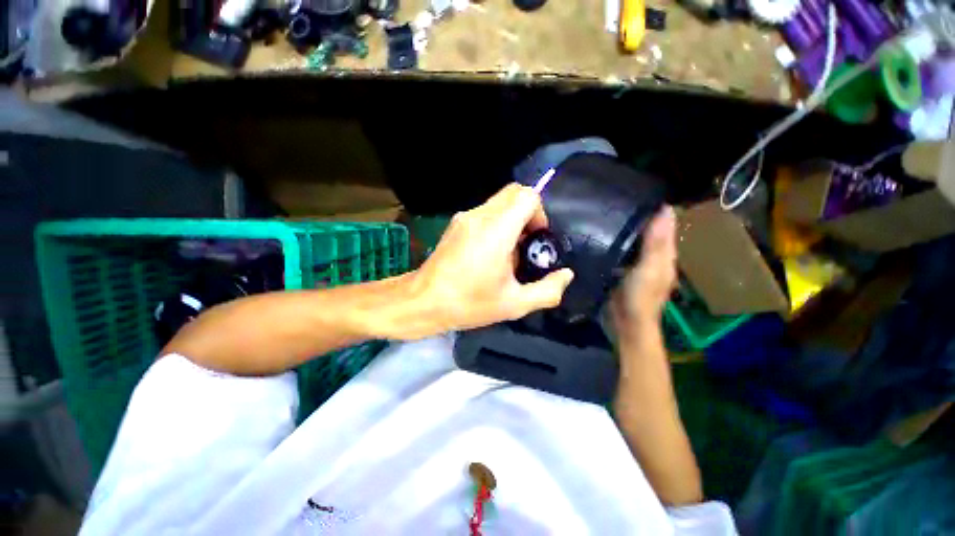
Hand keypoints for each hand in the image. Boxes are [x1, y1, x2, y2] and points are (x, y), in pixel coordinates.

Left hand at [412, 184, 574, 331]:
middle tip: (527, 245)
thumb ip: (547, 290)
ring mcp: (464, 217)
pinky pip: (485, 212)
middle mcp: (479, 215)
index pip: (527, 196)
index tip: (537, 240)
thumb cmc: (468, 303)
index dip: (539, 214)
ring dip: (512, 220)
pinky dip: (497, 224)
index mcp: (496, 230)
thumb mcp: (514, 304)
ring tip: (508, 254)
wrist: (424, 301)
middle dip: (528, 214)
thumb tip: (566, 275)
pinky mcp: (456, 223)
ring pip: (499, 202)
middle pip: (514, 193)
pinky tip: (490, 253)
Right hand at [611, 206, 676, 329]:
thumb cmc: (640, 296)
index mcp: (665, 255)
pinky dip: (617, 242)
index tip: (642, 191)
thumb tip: (665, 210)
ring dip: (627, 228)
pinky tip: (603, 235)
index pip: (666, 225)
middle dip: (640, 216)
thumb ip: (656, 242)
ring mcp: (637, 265)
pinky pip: (622, 251)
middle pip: (650, 232)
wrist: (626, 323)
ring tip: (610, 212)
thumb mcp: (650, 268)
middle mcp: (654, 258)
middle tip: (620, 198)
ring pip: (635, 241)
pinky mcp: (623, 271)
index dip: (658, 209)